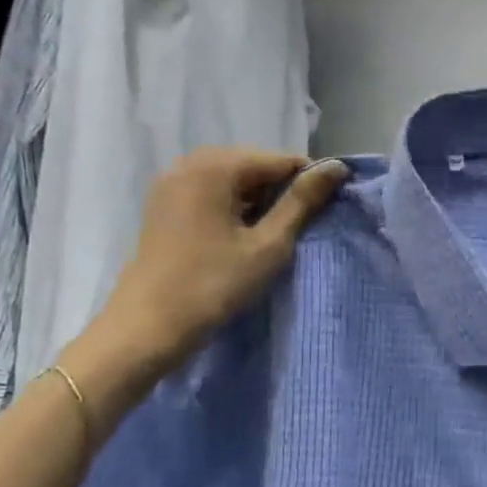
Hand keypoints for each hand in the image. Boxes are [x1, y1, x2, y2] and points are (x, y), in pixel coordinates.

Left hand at [93, 149, 348, 376]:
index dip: (310, 183)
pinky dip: (234, 206)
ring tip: (274, 234)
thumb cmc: (214, 284)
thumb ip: (302, 202)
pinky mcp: (164, 203)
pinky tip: (243, 236)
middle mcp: (190, 162)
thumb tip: (337, 167)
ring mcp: (172, 182)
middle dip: (283, 191)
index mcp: (216, 166)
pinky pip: (211, 191)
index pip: (282, 160)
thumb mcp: (268, 244)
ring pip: (233, 179)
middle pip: (255, 165)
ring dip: (259, 200)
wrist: (148, 326)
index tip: (327, 212)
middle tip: (300, 228)